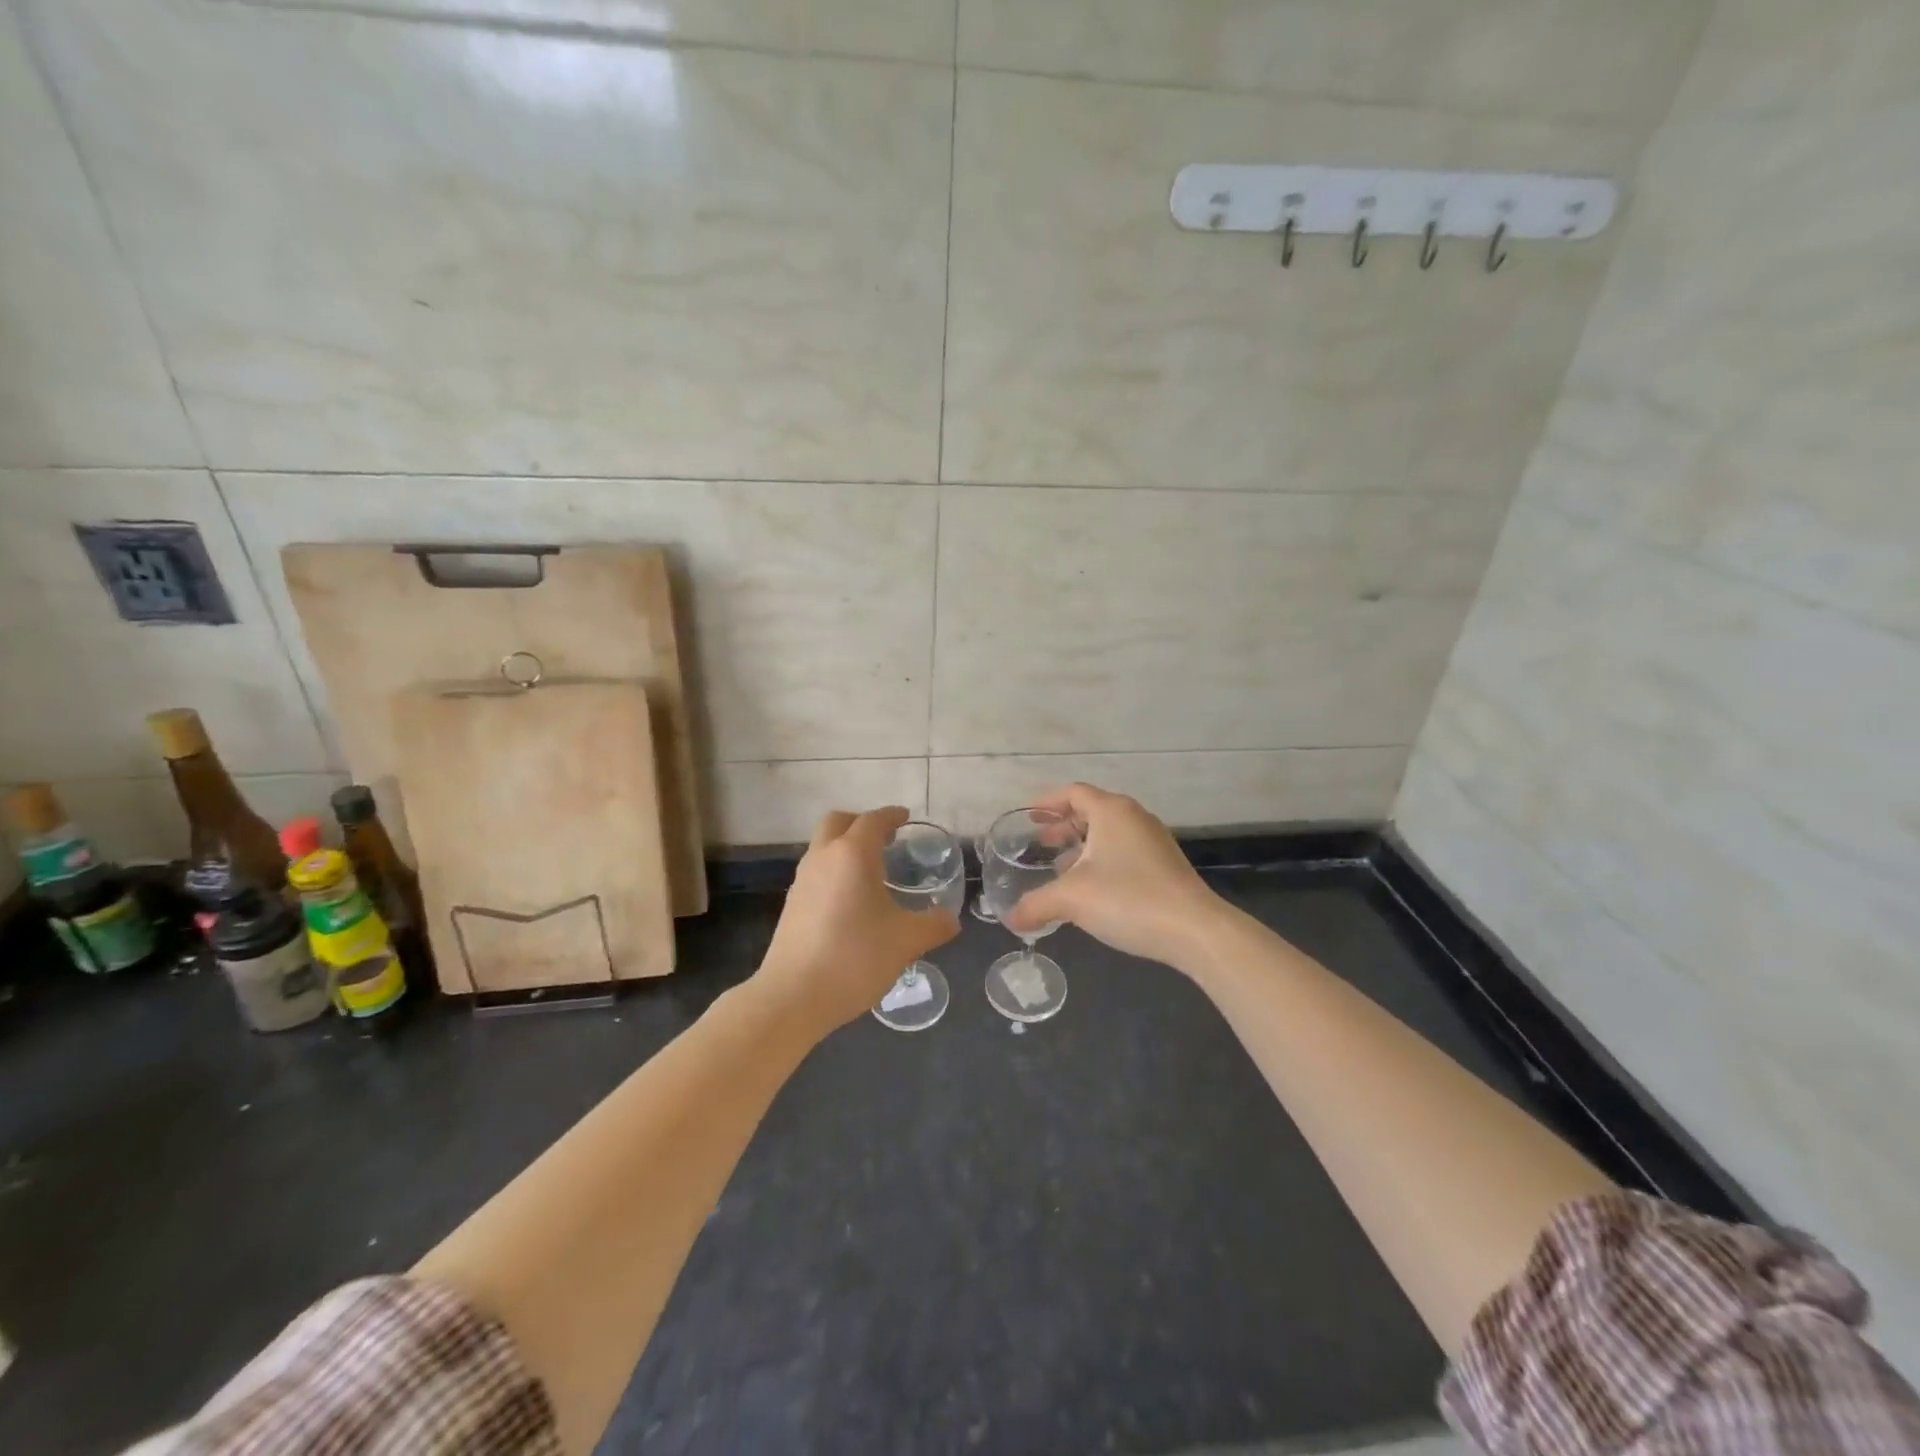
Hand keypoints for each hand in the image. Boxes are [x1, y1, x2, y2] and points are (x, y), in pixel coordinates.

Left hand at [755, 806, 959, 1033]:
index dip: (891, 816)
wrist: (793, 996)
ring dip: (845, 847)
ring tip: (871, 871)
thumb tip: (950, 919)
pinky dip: (834, 871)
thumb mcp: (906, 941)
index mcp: (853, 854)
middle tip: (885, 839)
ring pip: (823, 847)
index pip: (873, 820)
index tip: (905, 818)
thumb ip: (933, 925)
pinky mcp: (791, 905)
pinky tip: (851, 901)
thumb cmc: (855, 957)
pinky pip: (816, 872)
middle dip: (861, 823)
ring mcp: (802, 881)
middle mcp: (823, 858)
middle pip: (838, 822)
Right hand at [1003, 784, 1225, 971]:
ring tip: (1060, 869)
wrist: (1194, 930)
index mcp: (1111, 811)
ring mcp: (1153, 841)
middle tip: (1040, 843)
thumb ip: (1036, 905)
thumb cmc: (1128, 899)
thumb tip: (1010, 919)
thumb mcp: (1072, 900)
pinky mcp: (1164, 865)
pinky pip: (1124, 851)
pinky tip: (1091, 889)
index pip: (1073, 792)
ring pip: (1109, 833)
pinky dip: (1102, 860)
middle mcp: (1134, 817)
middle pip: (1091, 810)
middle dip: (1063, 825)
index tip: (1028, 817)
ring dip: (1082, 846)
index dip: (1047, 802)